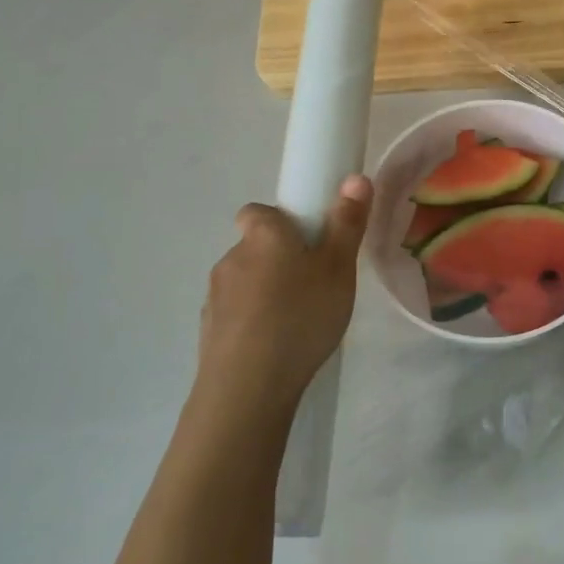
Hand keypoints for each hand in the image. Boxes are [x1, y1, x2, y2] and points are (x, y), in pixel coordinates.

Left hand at [196, 175, 373, 420]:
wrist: (248, 386)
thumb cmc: (301, 316)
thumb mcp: (339, 269)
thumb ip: (347, 223)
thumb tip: (356, 178)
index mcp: (264, 235)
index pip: (258, 212)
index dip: (279, 221)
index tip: (304, 241)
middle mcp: (232, 257)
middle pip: (254, 247)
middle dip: (277, 260)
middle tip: (312, 284)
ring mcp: (214, 296)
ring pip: (244, 283)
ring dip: (263, 292)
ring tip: (295, 322)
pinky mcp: (208, 332)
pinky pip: (234, 315)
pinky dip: (251, 322)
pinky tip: (273, 347)